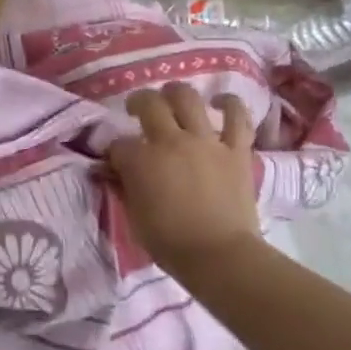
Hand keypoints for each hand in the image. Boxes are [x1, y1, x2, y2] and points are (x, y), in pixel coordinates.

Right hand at [106, 83, 263, 280]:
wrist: (220, 256)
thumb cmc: (170, 243)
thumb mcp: (134, 217)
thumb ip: (124, 188)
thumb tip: (113, 173)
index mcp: (140, 161)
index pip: (119, 145)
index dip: (114, 151)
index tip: (115, 161)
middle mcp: (171, 141)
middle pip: (150, 104)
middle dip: (138, 102)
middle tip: (136, 109)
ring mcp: (206, 142)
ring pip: (188, 99)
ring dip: (176, 93)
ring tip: (171, 97)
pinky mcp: (235, 150)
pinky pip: (237, 117)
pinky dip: (228, 104)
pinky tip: (219, 101)